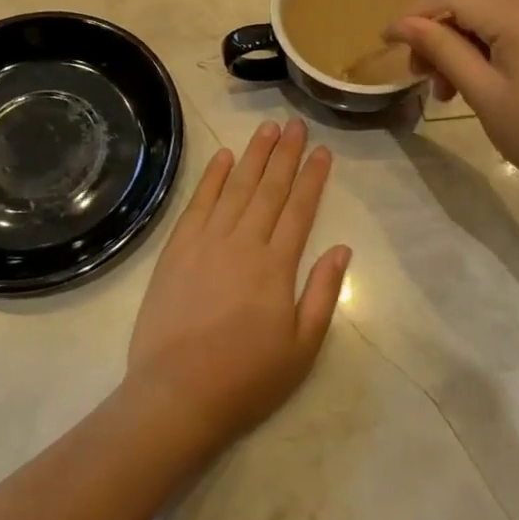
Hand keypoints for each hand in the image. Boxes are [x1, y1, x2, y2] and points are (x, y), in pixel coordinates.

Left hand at [125, 118, 350, 454]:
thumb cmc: (246, 378)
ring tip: (267, 128)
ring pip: (236, 187)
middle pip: (269, 188)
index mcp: (276, 266)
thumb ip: (323, 293)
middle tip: (296, 124)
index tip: (323, 151)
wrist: (176, 395)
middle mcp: (244, 242)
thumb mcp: (302, 348)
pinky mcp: (177, 249)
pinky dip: (213, 177)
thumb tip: (342, 248)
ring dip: (253, 155)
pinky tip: (224, 157)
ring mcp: (207, 242)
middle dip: (286, 153)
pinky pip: (199, 203)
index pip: (300, 209)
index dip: (313, 177)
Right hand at [385, 0, 518, 207]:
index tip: (385, 40)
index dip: (415, 16)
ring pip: (490, 8)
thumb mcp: (483, 93)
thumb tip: (401, 24)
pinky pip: (512, 21)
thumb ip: (441, 49)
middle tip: (419, 70)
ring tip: (445, 86)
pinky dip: (485, 41)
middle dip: (437, 27)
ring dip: (460, 37)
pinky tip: (475, 76)